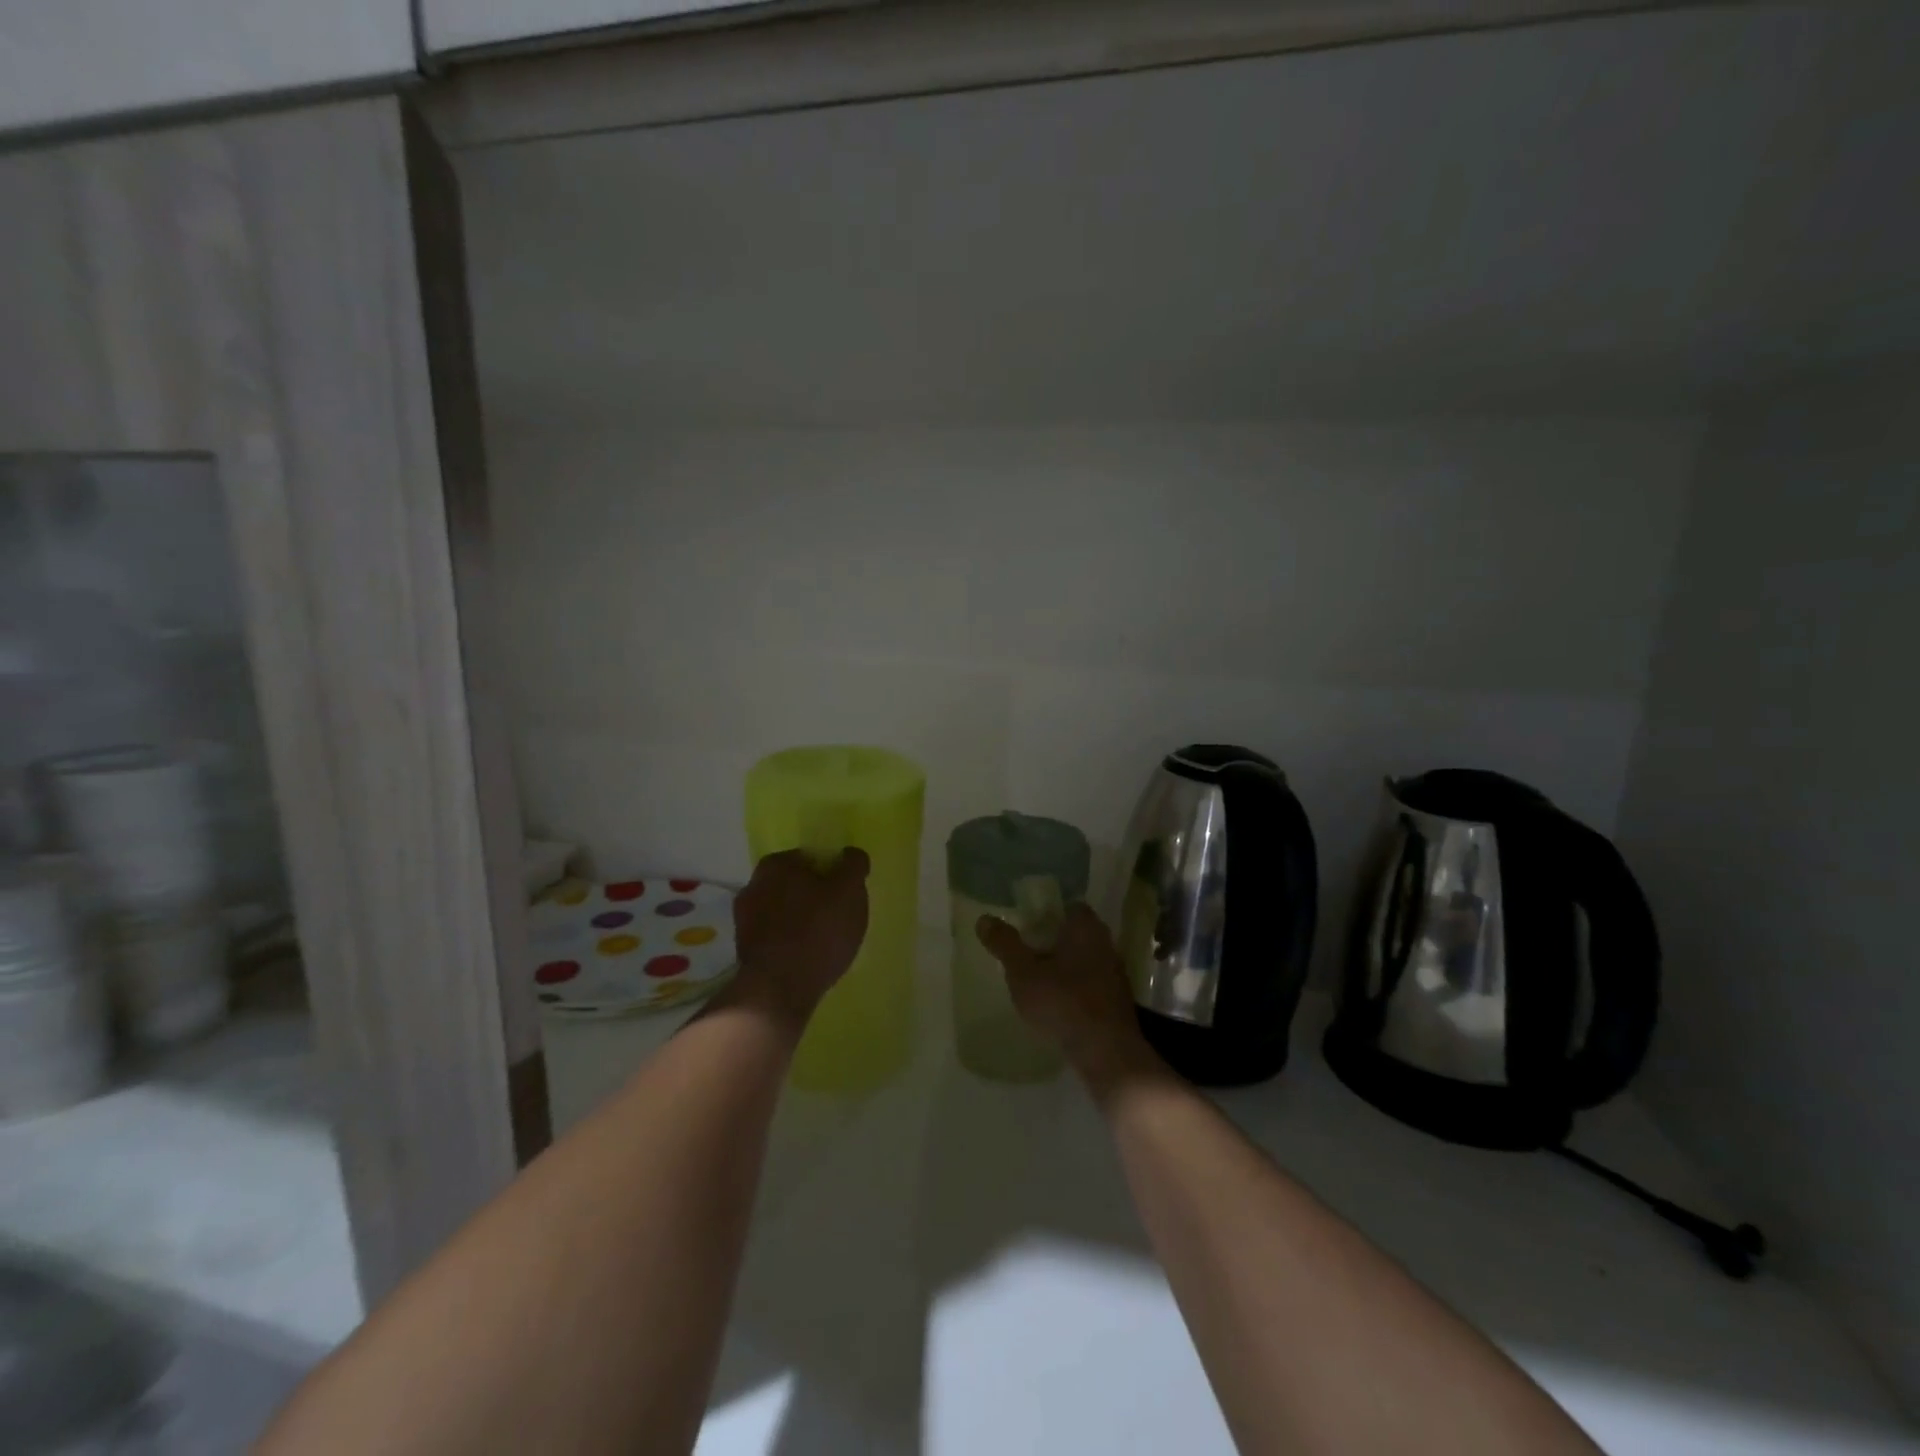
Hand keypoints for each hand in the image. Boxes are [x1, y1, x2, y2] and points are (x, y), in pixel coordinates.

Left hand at [729, 847, 870, 1027]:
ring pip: (783, 911)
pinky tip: (808, 957)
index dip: (832, 873)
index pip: (810, 858)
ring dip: (801, 921)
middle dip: (814, 897)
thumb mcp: (849, 891)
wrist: (778, 989)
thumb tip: (851, 855)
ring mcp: (744, 919)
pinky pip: (776, 937)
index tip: (846, 894)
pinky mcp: (744, 950)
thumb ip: (853, 865)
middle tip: (839, 917)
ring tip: (825, 942)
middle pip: (795, 884)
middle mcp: (753, 885)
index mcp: (776, 864)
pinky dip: (790, 942)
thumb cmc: (818, 931)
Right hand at [975, 903, 1153, 1082]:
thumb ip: (1004, 944)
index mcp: (1086, 927)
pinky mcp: (1118, 1001)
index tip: (1026, 925)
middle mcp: (1106, 943)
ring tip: (1038, 980)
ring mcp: (1115, 973)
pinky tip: (1058, 1004)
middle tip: (1027, 951)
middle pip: (1076, 933)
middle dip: (1053, 940)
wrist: (1106, 1052)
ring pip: (1084, 959)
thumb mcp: (1023, 972)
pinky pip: (1091, 984)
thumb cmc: (1063, 1002)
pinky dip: (1075, 988)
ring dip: (1065, 966)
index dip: (1047, 912)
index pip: (1068, 906)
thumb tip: (984, 919)